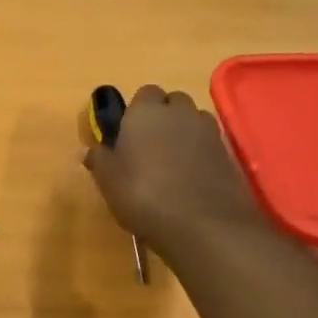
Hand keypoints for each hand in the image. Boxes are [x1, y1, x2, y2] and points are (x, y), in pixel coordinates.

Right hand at [83, 85, 258, 253]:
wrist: (201, 224)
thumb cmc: (143, 195)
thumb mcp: (108, 180)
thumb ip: (99, 159)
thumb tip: (88, 150)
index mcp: (146, 112)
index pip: (144, 94)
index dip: (136, 112)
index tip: (128, 135)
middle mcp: (180, 112)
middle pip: (173, 102)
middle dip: (163, 117)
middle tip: (148, 148)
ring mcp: (208, 131)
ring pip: (193, 121)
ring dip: (184, 133)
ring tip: (171, 163)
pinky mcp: (228, 153)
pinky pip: (209, 144)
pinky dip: (200, 153)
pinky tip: (190, 178)